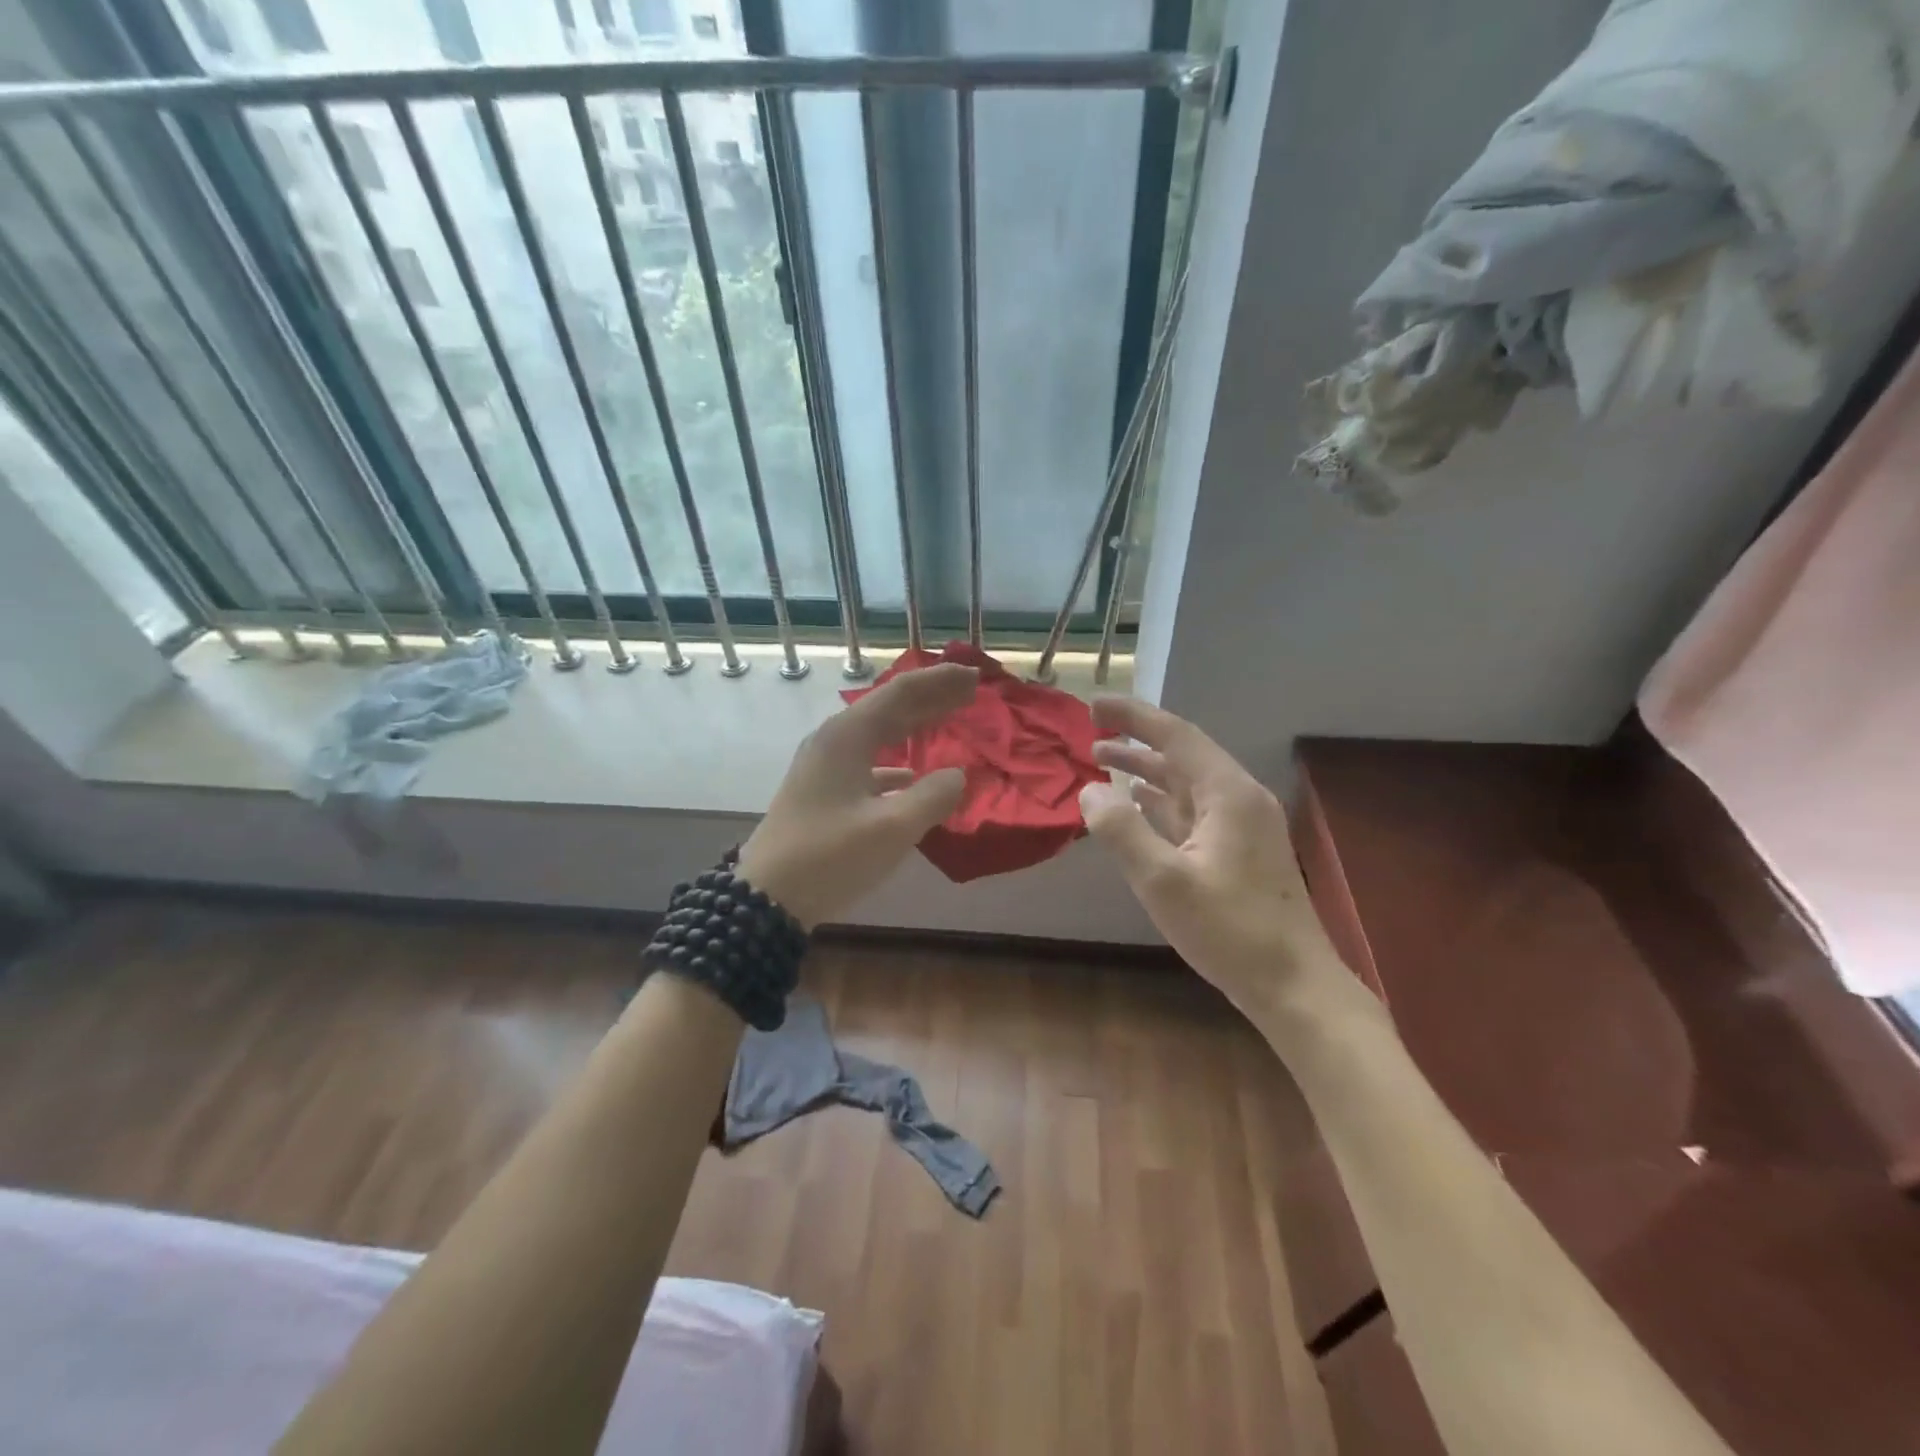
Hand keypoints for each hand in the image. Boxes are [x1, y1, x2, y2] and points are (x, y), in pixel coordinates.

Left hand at [736, 662, 976, 928]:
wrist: (766, 900)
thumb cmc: (829, 857)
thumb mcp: (892, 828)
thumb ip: (932, 796)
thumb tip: (957, 775)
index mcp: (847, 737)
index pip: (901, 693)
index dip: (940, 682)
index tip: (974, 674)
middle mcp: (833, 741)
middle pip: (889, 708)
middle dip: (931, 697)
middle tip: (970, 689)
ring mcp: (824, 767)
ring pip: (878, 735)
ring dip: (914, 726)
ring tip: (947, 720)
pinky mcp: (822, 792)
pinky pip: (868, 762)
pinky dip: (896, 762)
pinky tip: (911, 776)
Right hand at [1080, 698, 1348, 1020]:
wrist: (1294, 984)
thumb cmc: (1229, 930)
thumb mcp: (1163, 881)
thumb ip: (1121, 830)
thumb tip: (1089, 789)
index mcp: (1227, 793)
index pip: (1174, 735)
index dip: (1132, 716)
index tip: (1093, 705)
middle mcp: (1238, 798)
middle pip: (1181, 754)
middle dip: (1135, 740)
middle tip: (1090, 732)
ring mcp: (1242, 825)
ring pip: (1186, 783)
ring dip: (1145, 770)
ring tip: (1102, 760)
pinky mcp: (1240, 850)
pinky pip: (1193, 809)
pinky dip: (1161, 800)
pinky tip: (1137, 803)